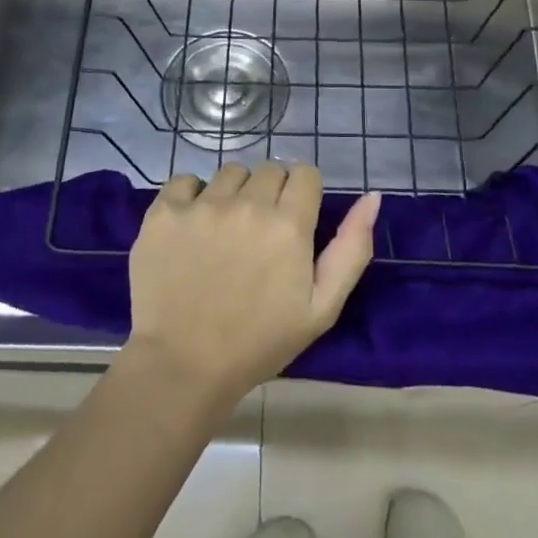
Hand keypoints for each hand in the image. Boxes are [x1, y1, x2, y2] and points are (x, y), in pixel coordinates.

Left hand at [124, 161, 380, 406]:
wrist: (182, 367)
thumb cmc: (259, 343)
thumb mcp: (322, 308)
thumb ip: (352, 248)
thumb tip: (372, 197)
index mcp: (289, 224)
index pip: (305, 173)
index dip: (303, 195)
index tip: (293, 222)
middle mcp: (247, 204)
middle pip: (269, 169)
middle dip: (271, 194)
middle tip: (259, 234)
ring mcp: (202, 205)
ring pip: (231, 172)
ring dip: (234, 193)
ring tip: (225, 232)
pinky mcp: (164, 211)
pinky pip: (186, 180)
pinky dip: (192, 196)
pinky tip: (192, 227)